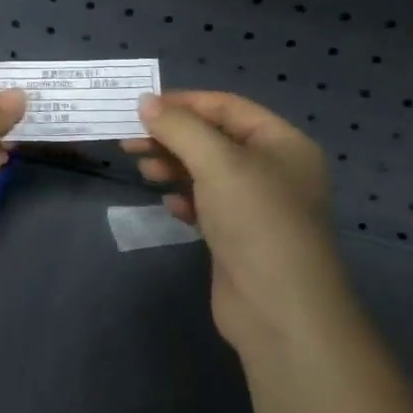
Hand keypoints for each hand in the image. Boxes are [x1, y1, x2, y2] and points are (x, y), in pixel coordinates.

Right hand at [122, 91, 340, 351]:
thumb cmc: (255, 221)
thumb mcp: (217, 162)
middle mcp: (274, 170)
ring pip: (208, 173)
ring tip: (142, 170)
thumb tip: (146, 102)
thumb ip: (179, 127)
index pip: (228, 107)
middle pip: (214, 139)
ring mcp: (258, 206)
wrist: (280, 310)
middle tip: (130, 141)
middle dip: (172, 137)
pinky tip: (168, 204)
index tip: (142, 107)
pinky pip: (208, 205)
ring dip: (174, 166)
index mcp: (283, 143)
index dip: (184, 103)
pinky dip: (185, 198)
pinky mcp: (240, 238)